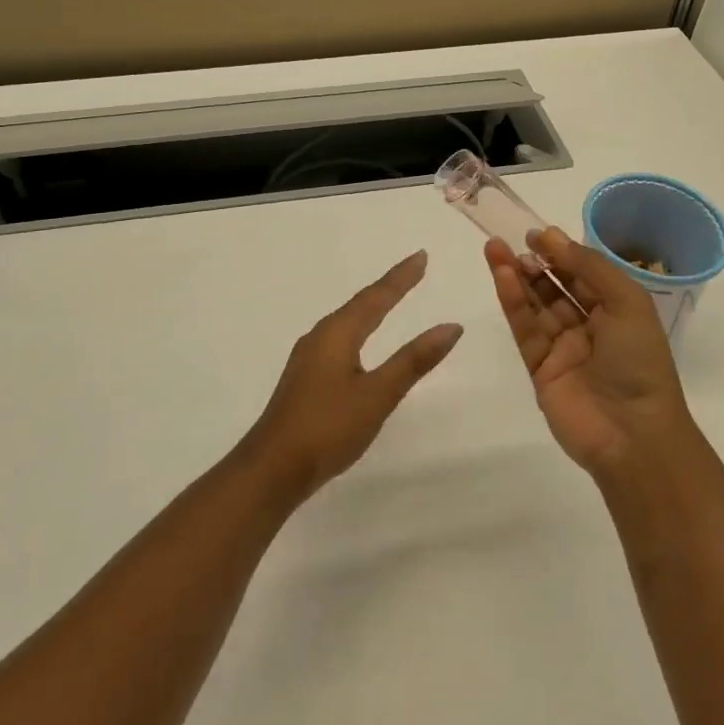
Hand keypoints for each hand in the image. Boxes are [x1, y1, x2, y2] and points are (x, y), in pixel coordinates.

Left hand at [240, 250, 463, 504]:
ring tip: (390, 298)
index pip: (376, 297)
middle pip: (359, 304)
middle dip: (387, 287)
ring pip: (346, 322)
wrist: (272, 468)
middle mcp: (320, 337)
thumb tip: (450, 326)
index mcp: (337, 334)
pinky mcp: (305, 377)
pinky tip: (358, 342)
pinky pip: (338, 339)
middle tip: (412, 272)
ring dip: (370, 308)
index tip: (421, 256)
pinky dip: (358, 329)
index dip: (401, 277)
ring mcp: (308, 357)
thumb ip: (414, 360)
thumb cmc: (328, 427)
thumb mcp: (378, 394)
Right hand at [486, 226, 694, 478]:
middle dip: (535, 262)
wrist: (632, 434)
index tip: (536, 234)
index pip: (584, 274)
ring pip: (535, 304)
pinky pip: (524, 328)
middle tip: (512, 239)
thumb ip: (589, 266)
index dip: (562, 252)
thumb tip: (551, 238)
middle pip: (556, 287)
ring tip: (495, 248)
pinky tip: (501, 276)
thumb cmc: (639, 361)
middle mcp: (589, 326)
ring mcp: (563, 348)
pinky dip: (512, 301)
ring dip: (516, 276)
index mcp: (617, 310)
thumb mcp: (626, 302)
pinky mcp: (539, 367)